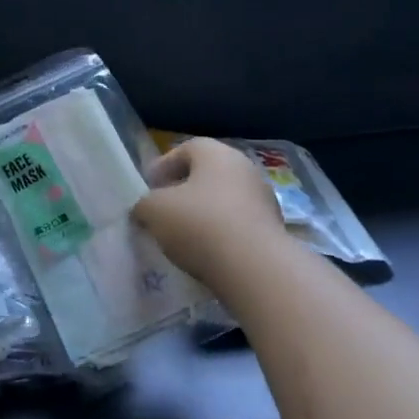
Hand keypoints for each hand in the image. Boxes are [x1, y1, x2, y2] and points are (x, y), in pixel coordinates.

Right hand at [132, 138, 292, 295]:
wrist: (256, 269)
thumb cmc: (199, 224)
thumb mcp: (154, 210)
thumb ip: (144, 204)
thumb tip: (144, 209)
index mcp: (217, 154)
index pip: (186, 149)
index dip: (164, 166)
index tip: (149, 187)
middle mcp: (245, 169)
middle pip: (207, 175)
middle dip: (184, 191)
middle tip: (164, 210)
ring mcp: (264, 200)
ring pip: (224, 201)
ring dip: (204, 214)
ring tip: (183, 237)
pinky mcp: (274, 231)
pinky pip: (238, 226)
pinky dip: (222, 235)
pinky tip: (207, 253)